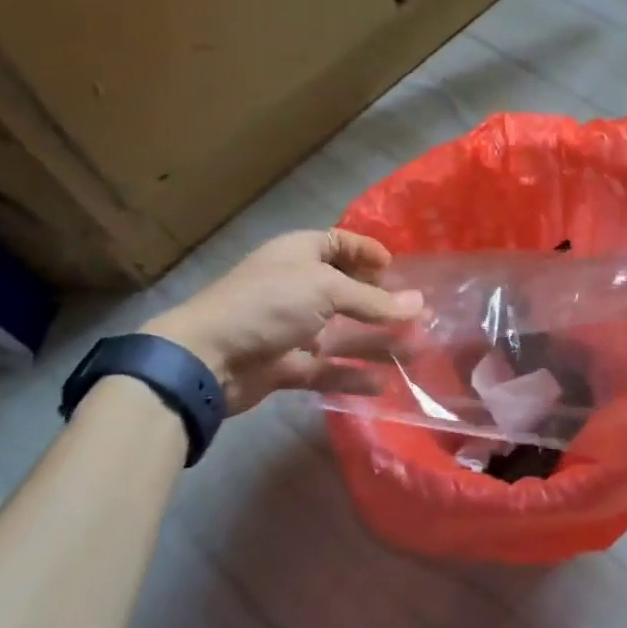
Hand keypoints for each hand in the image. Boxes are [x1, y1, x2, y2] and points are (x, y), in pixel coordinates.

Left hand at [140, 230, 421, 413]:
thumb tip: (420, 304)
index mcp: (300, 254)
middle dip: (381, 304)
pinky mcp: (286, 366)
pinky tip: (383, 384)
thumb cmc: (268, 304)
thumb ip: (374, 301)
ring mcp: (290, 328)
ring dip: (376, 343)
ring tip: (417, 352)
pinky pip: (326, 370)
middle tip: (418, 316)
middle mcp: (296, 287)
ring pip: (341, 335)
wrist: (206, 357)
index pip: (340, 244)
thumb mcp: (326, 290)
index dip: (368, 253)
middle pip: (346, 292)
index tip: (396, 269)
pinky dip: (351, 376)